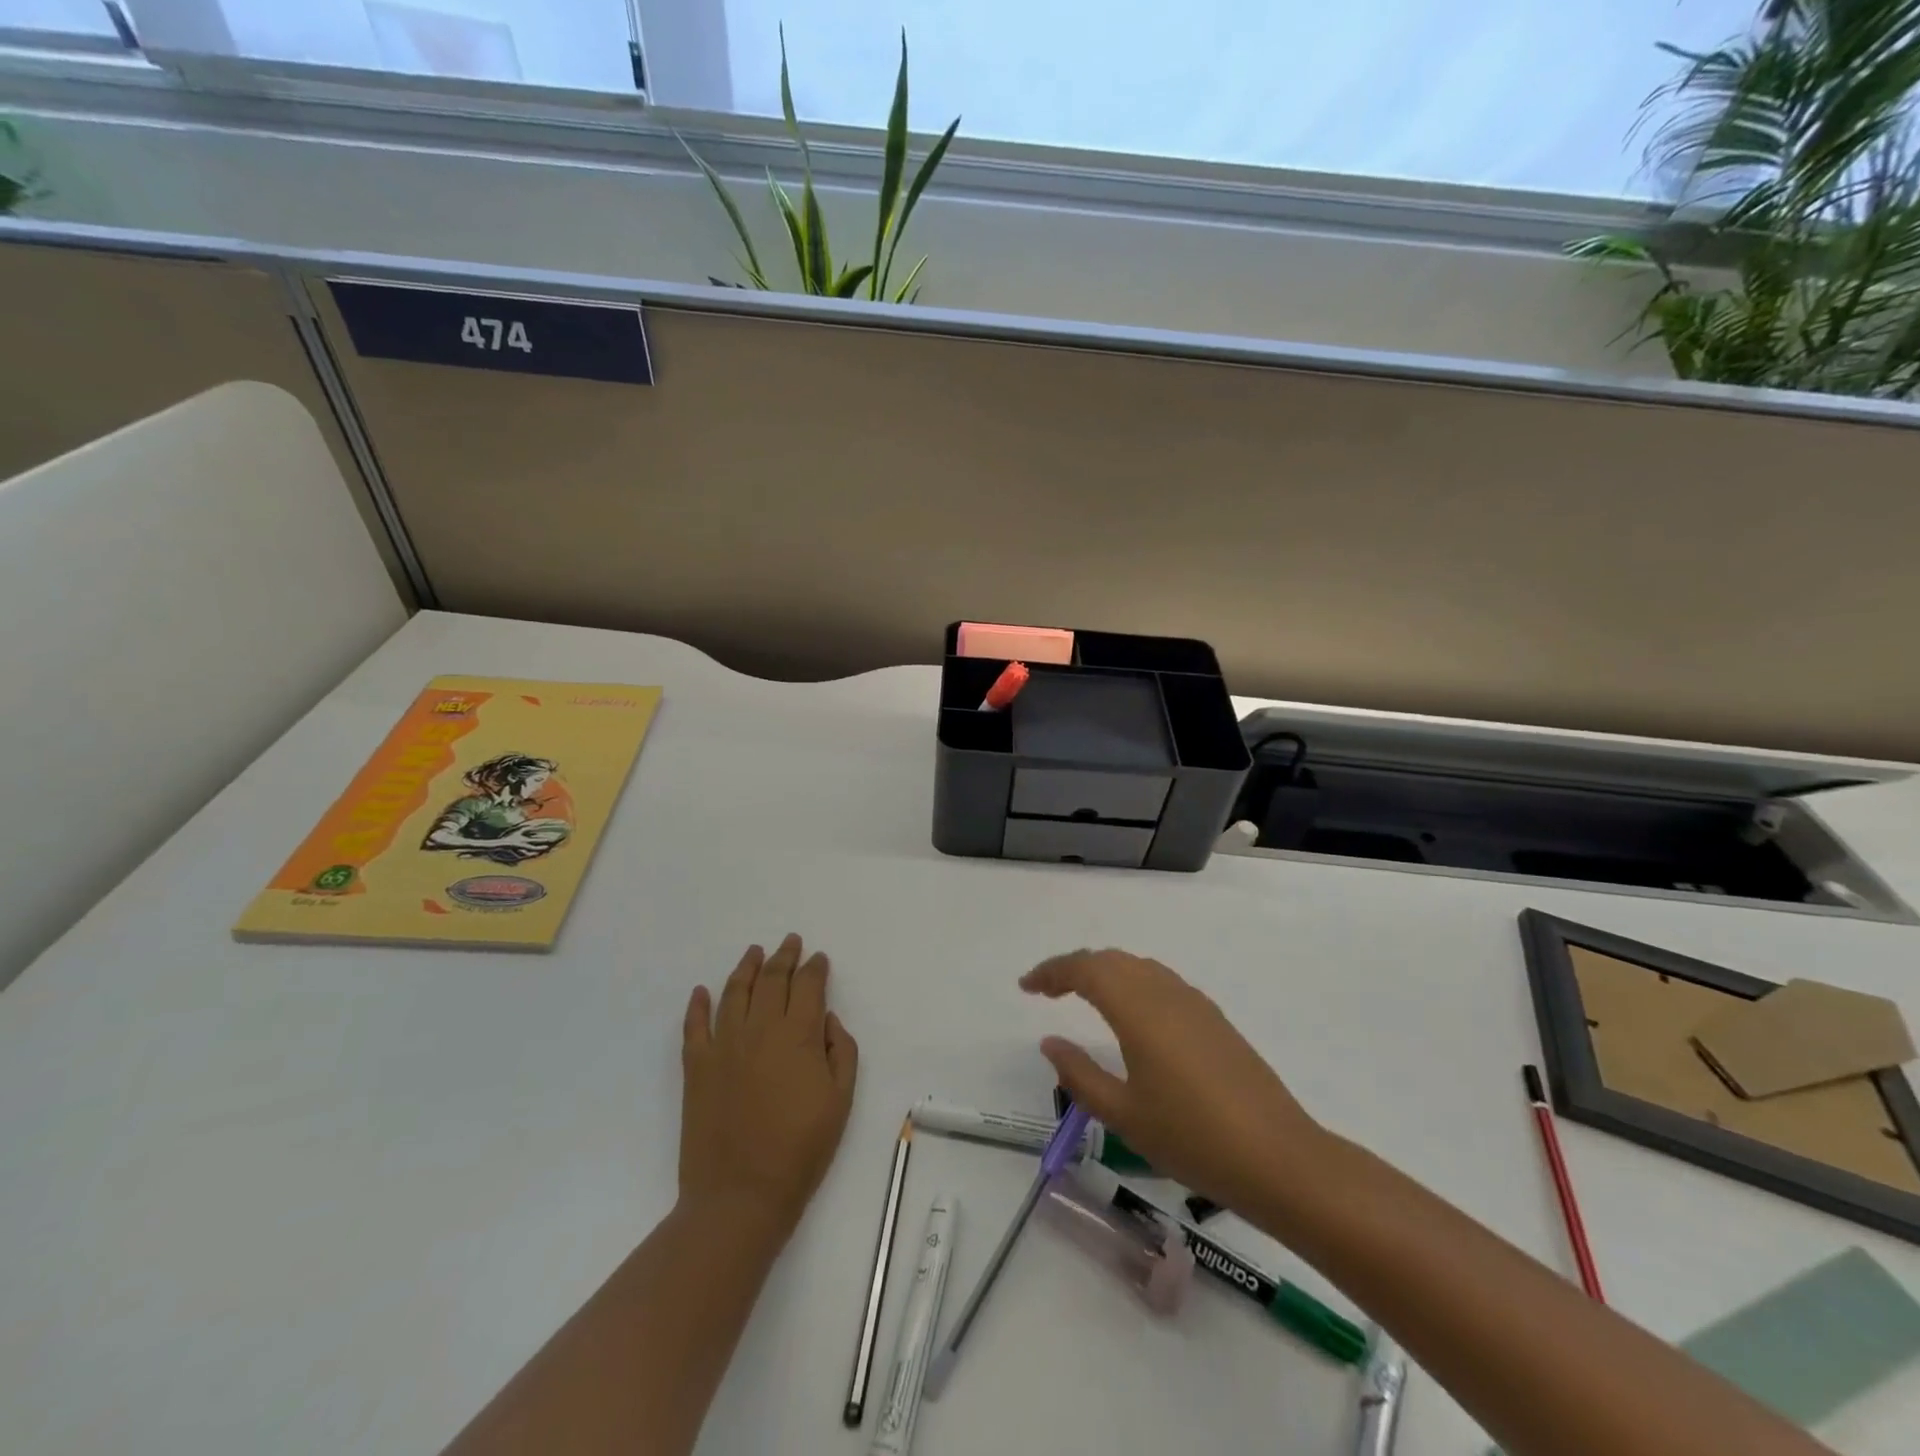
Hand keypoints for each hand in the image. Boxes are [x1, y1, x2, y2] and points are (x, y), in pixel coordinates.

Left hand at [679, 934, 857, 1246]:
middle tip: (790, 942)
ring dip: (746, 968)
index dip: (815, 968)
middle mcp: (759, 1029)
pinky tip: (701, 992)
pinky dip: (697, 1005)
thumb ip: (840, 1052)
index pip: (807, 986)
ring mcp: (723, 1045)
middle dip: (784, 957)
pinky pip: (694, 1025)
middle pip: (772, 980)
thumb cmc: (800, 1150)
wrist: (740, 1195)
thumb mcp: (840, 1101)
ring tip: (754, 952)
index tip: (819, 959)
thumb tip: (827, 1020)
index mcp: (797, 1035)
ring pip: (734, 992)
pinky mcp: (696, 1066)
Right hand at [1021, 948, 1323, 1216]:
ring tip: (1082, 998)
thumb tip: (1050, 1042)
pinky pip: (1160, 982)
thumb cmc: (1192, 1138)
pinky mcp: (1213, 1018)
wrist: (1278, 1157)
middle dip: (1074, 968)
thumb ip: (1080, 1075)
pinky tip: (1130, 1016)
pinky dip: (1132, 984)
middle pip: (1110, 960)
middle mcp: (1165, 992)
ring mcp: (1194, 1002)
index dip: (1051, 972)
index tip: (1026, 987)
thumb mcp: (1124, 1114)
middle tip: (1047, 992)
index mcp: (1138, 1008)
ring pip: (1138, 968)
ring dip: (1104, 973)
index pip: (1085, 970)